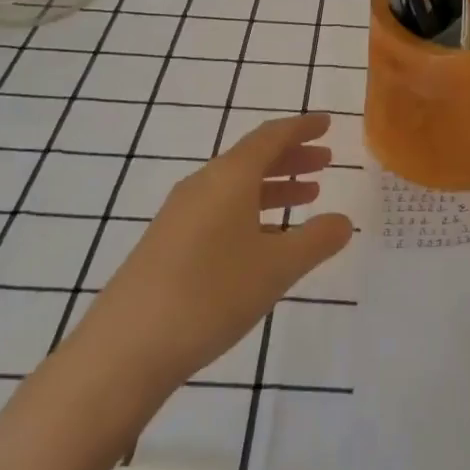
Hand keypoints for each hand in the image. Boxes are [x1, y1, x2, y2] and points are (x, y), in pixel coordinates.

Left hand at [74, 113, 351, 400]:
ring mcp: (180, 215)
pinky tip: (266, 239)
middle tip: (325, 160)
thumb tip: (343, 221)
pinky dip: (251, 210)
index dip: (301, 127)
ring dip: (274, 186)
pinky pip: (220, 210)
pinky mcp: (168, 243)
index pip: (271, 137)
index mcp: (229, 178)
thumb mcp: (277, 267)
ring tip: (307, 196)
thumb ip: (316, 240)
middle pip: (252, 158)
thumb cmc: (211, 294)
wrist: (126, 347)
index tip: (327, 122)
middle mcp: (202, 186)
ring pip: (236, 186)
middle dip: (291, 157)